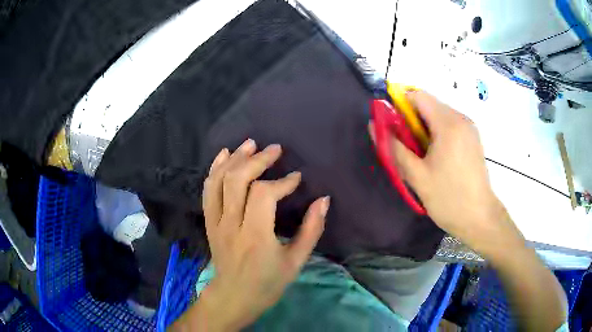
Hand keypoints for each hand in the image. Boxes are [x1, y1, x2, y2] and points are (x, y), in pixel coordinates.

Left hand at [196, 139, 329, 329]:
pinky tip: (225, 154)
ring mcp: (216, 222)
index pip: (264, 195)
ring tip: (251, 144)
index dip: (282, 182)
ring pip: (219, 180)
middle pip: (237, 180)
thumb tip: (323, 200)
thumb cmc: (268, 283)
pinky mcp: (209, 221)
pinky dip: (215, 169)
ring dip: (235, 158)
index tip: (297, 179)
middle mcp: (231, 224)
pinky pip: (207, 190)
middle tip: (275, 150)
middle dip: (257, 160)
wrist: (234, 296)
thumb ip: (311, 230)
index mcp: (255, 237)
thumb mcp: (296, 262)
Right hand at [370, 91, 521, 254]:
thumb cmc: (448, 199)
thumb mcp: (417, 176)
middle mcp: (461, 119)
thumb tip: (374, 126)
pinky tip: (437, 157)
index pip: (417, 96)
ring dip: (424, 128)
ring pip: (439, 114)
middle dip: (412, 120)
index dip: (400, 105)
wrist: (480, 218)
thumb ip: (394, 148)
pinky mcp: (473, 138)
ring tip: (422, 155)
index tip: (393, 127)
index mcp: (448, 124)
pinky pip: (450, 124)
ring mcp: (469, 128)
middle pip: (428, 104)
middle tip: (406, 146)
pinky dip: (437, 133)